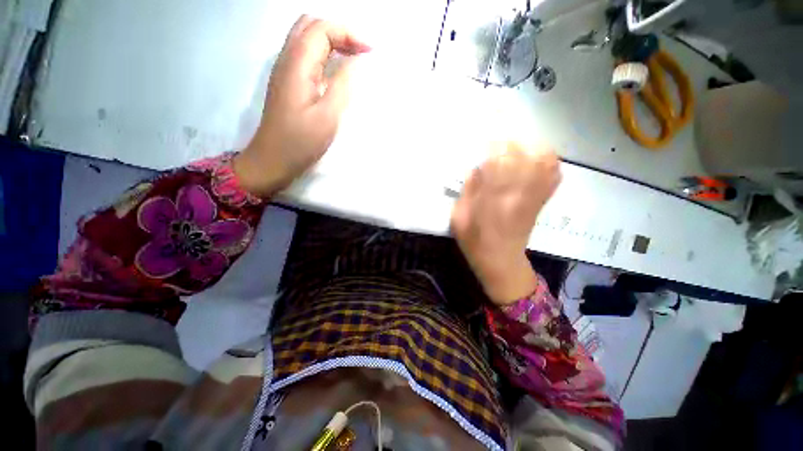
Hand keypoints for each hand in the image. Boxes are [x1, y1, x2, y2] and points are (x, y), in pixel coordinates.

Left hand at [234, 15, 370, 195]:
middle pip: (311, 25)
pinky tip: (335, 72)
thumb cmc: (301, 142)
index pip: (322, 29)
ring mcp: (284, 70)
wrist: (273, 159)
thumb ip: (343, 84)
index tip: (371, 52)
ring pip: (306, 38)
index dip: (349, 34)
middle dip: (339, 32)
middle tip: (361, 53)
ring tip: (352, 59)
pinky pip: (305, 55)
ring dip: (331, 41)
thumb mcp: (328, 116)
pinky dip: (323, 54)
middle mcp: (287, 59)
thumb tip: (357, 60)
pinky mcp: (286, 82)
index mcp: (297, 64)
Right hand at [451, 142, 560, 304]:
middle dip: (510, 140)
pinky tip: (535, 158)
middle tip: (499, 137)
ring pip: (542, 161)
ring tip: (516, 145)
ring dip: (530, 146)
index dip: (494, 141)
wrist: (500, 261)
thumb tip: (477, 167)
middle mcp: (515, 194)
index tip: (488, 128)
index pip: (497, 161)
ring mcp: (532, 196)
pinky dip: (547, 160)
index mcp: (491, 198)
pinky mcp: (541, 201)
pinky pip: (552, 174)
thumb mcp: (459, 217)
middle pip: (521, 155)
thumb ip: (467, 190)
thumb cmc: (474, 241)